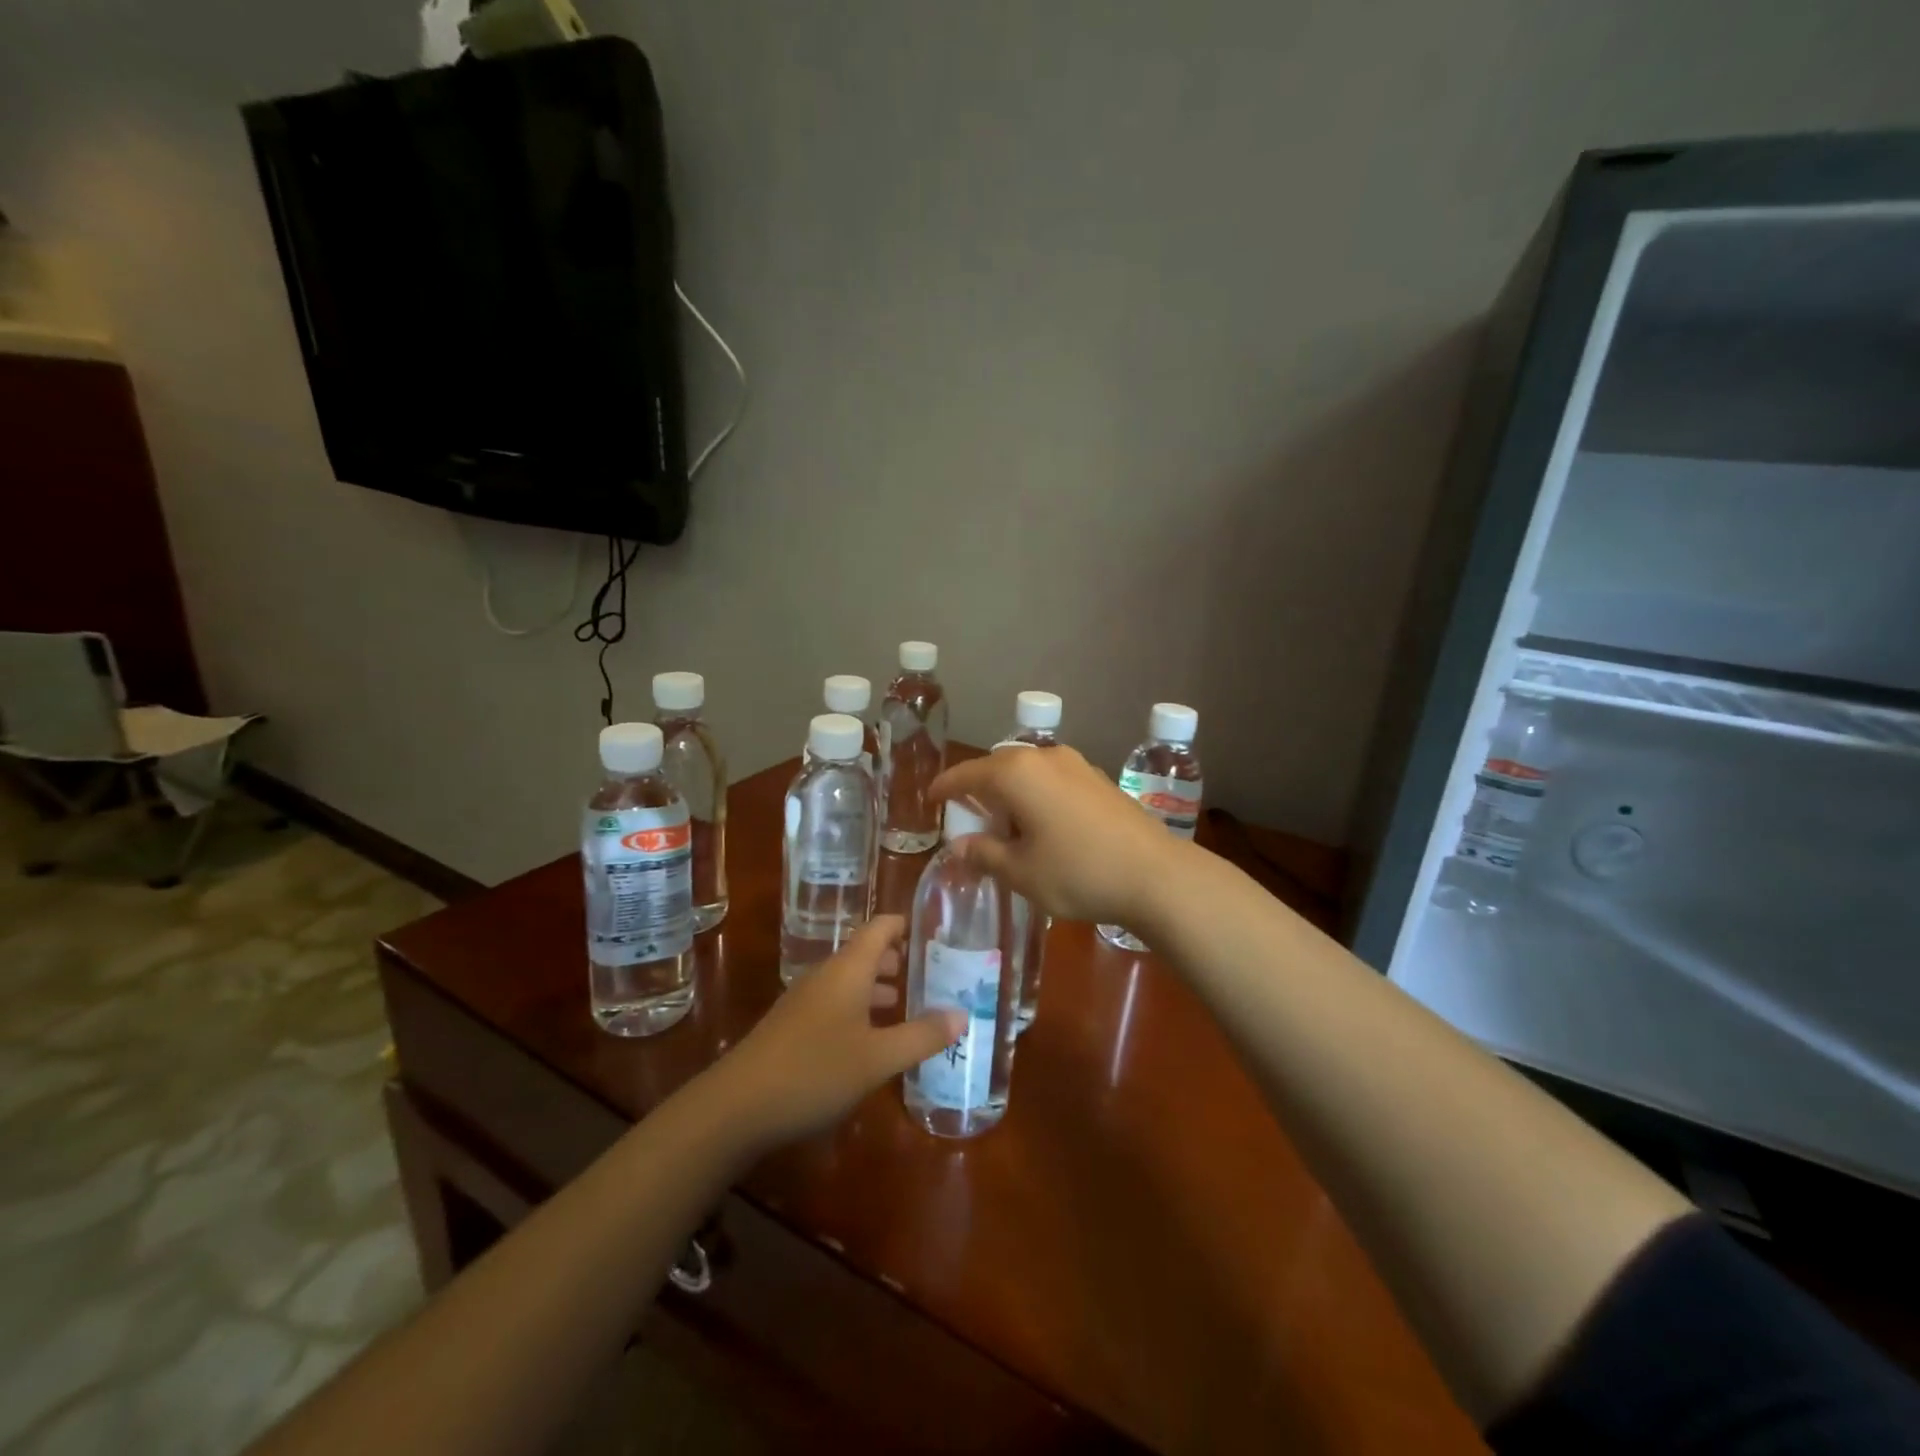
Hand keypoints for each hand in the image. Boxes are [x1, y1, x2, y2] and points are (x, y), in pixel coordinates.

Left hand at [711, 916, 963, 1150]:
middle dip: (896, 960)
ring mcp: (804, 1001)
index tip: (934, 930)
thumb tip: (962, 1015)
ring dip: (876, 988)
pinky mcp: (792, 1027)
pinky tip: (870, 1040)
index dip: (905, 924)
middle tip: (930, 973)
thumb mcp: (877, 1058)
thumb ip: (921, 1036)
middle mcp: (826, 976)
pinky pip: (834, 1004)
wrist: (736, 1106)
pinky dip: (858, 1010)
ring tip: (905, 1004)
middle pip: (864, 953)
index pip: (880, 927)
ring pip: (848, 981)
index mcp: (848, 969)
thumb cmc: (815, 1070)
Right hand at [929, 747, 1183, 925]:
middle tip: (967, 815)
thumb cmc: (1077, 873)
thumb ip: (984, 855)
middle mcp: (1043, 757)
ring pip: (1027, 770)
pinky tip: (1042, 822)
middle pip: (997, 766)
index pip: (966, 775)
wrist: (1155, 875)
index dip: (945, 788)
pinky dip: (1036, 793)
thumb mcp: (1021, 872)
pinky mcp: (1098, 778)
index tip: (930, 799)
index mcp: (1015, 774)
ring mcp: (1075, 764)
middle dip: (978, 787)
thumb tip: (959, 847)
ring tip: (1005, 822)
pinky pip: (1051, 778)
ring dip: (1009, 790)